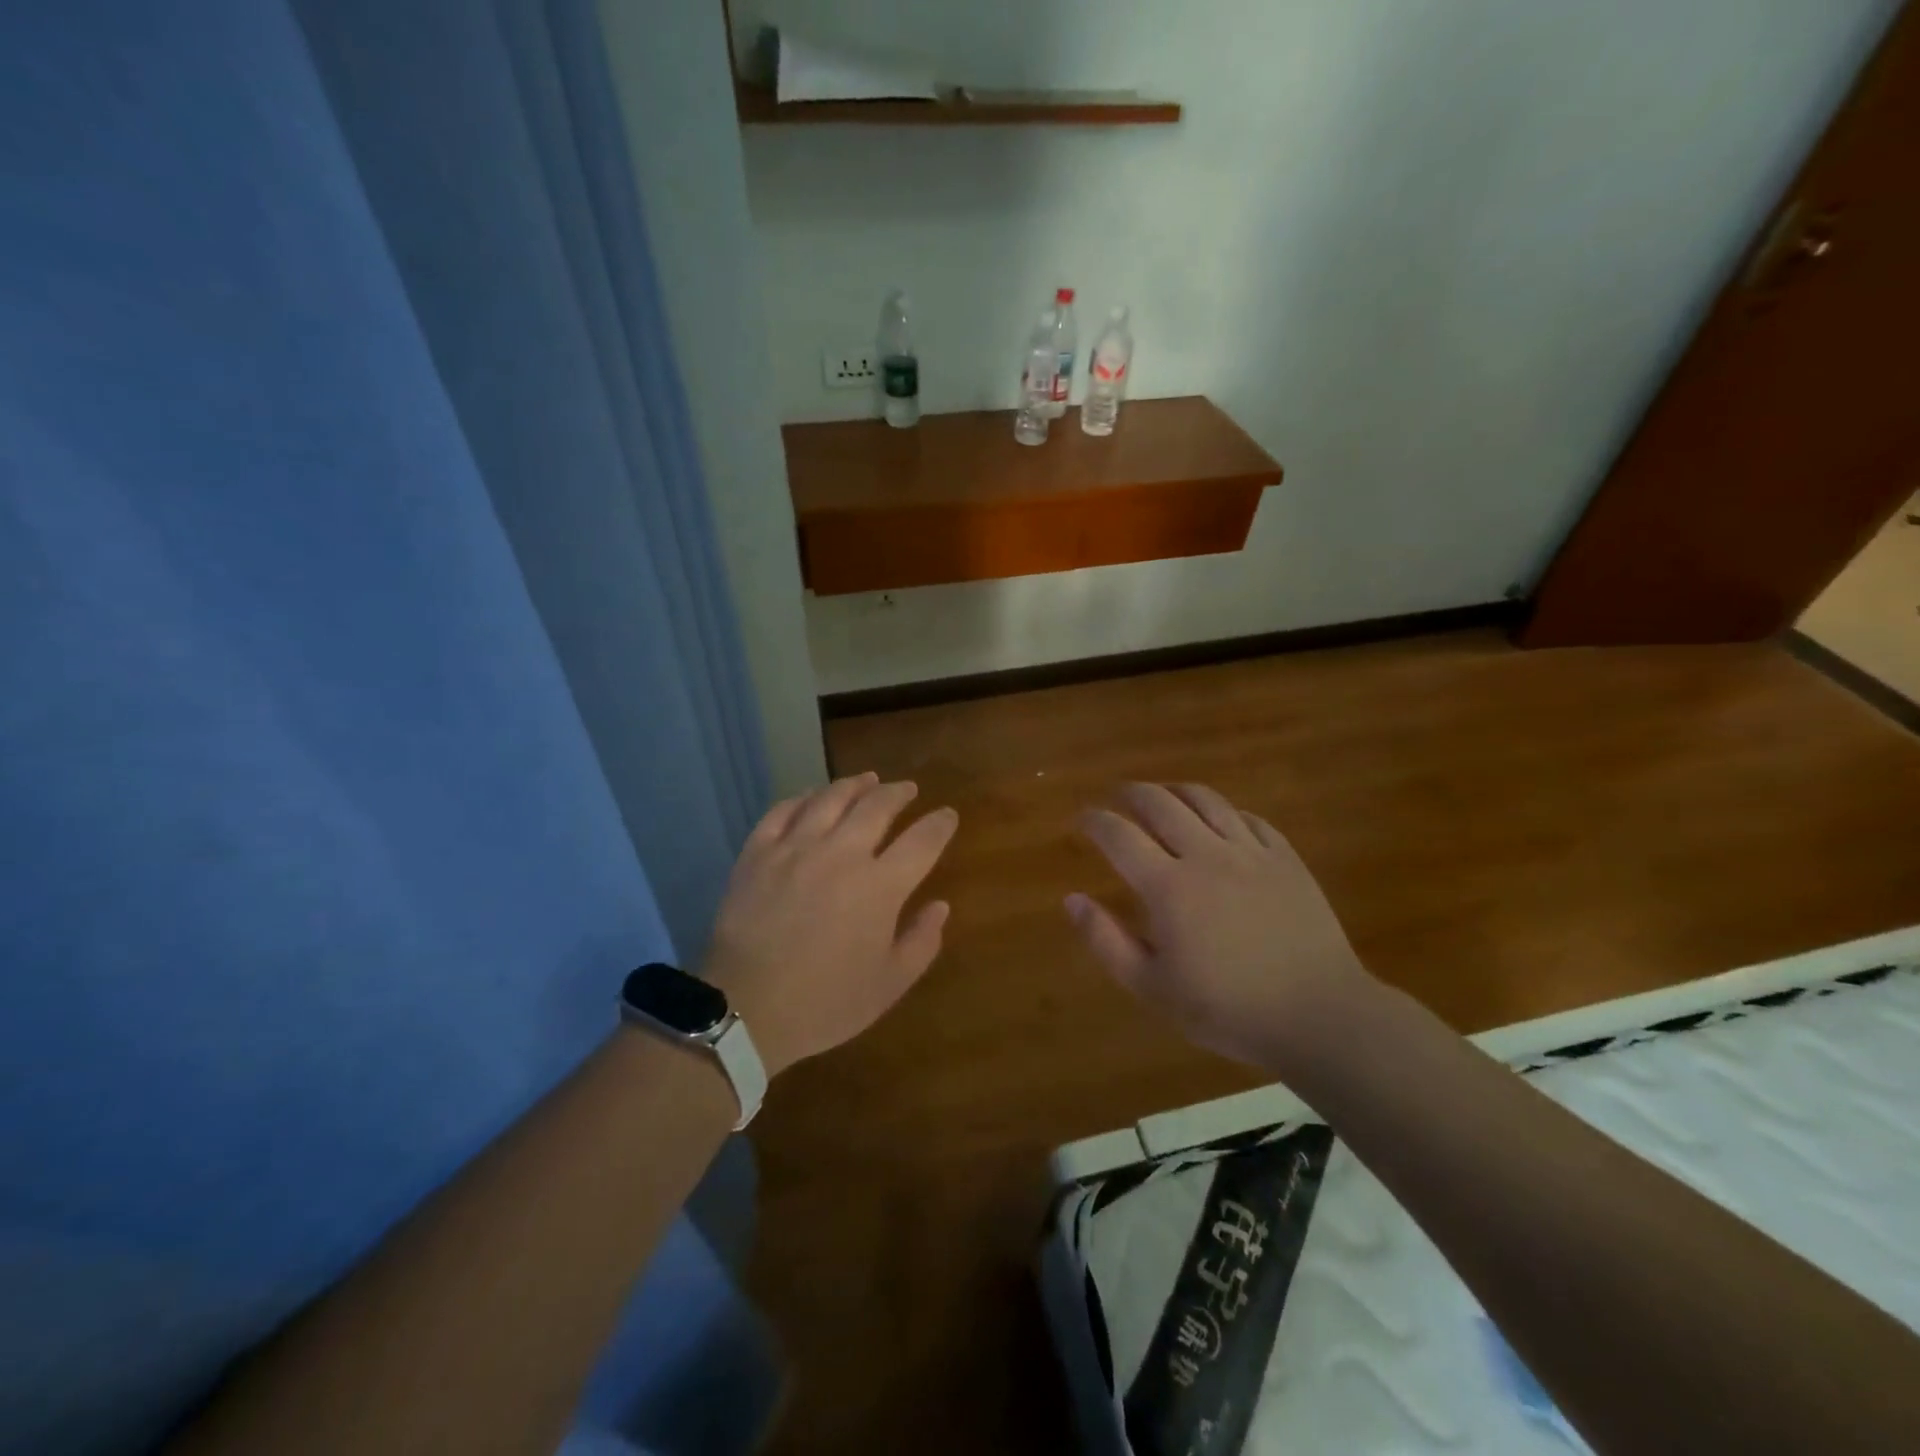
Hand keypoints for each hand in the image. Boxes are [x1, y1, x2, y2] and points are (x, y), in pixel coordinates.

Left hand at [703, 772, 958, 1076]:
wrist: (745, 1009)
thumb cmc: (824, 1003)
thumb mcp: (888, 985)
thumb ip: (921, 942)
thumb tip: (940, 905)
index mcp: (880, 886)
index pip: (922, 841)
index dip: (939, 824)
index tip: (947, 816)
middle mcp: (842, 853)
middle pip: (877, 806)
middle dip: (899, 793)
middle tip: (907, 789)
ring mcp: (795, 848)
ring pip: (831, 798)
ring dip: (855, 784)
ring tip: (867, 779)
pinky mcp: (758, 852)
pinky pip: (783, 810)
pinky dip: (802, 798)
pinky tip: (811, 797)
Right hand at [1067, 783, 1376, 1070]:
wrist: (1319, 1016)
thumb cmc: (1227, 1009)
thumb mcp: (1152, 988)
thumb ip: (1106, 941)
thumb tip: (1072, 899)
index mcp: (1168, 887)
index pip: (1119, 835)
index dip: (1095, 820)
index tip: (1083, 818)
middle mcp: (1206, 855)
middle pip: (1160, 803)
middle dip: (1132, 793)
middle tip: (1118, 796)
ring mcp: (1251, 852)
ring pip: (1206, 800)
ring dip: (1175, 791)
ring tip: (1163, 796)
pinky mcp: (1286, 859)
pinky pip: (1250, 818)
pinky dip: (1225, 811)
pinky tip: (1220, 821)